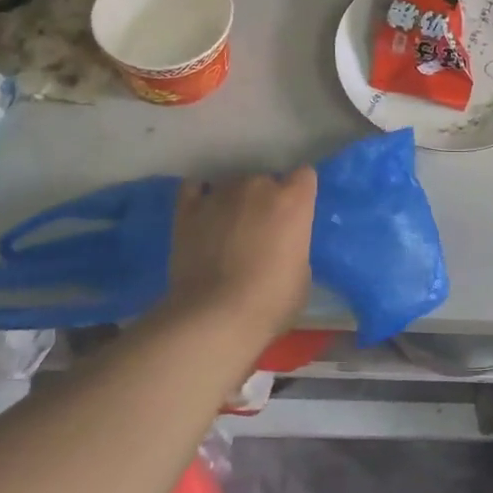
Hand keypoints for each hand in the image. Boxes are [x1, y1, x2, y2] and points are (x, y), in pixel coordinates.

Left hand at [165, 168, 317, 336]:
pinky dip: (200, 196)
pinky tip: (202, 214)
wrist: (214, 316)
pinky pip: (194, 188)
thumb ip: (294, 246)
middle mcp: (258, 186)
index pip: (304, 176)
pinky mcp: (188, 209)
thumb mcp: (302, 274)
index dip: (300, 194)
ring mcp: (220, 193)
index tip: (296, 214)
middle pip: (266, 180)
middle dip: (265, 200)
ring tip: (227, 229)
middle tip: (260, 231)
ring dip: (234, 202)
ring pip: (232, 184)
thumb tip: (282, 245)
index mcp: (293, 201)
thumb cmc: (270, 301)